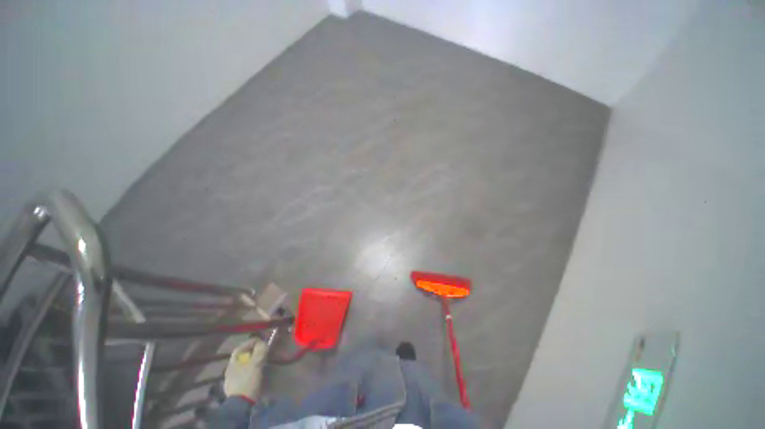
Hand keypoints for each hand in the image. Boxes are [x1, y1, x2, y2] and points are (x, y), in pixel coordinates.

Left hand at [223, 338, 267, 400]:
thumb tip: (262, 343)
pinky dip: (249, 370)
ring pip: (242, 365)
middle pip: (241, 356)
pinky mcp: (234, 386)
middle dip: (251, 352)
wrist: (239, 404)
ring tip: (260, 361)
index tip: (260, 340)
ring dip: (251, 361)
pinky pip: (243, 373)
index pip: (240, 347)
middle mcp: (230, 368)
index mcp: (233, 362)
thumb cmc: (247, 381)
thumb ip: (260, 351)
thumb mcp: (256, 364)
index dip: (250, 342)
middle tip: (262, 350)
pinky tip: (255, 373)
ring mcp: (231, 378)